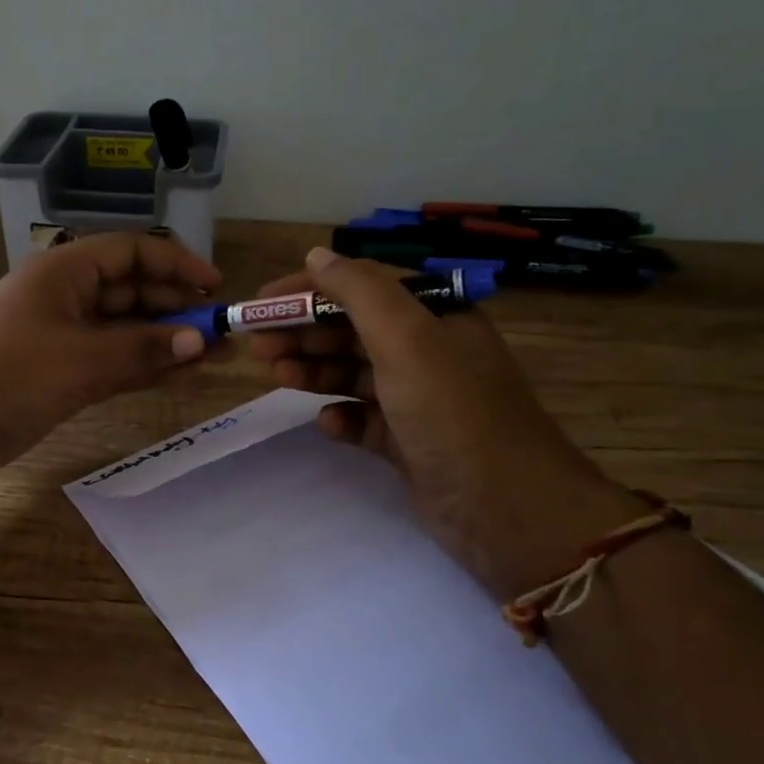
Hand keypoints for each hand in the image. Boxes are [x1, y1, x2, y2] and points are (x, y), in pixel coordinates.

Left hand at [0, 231, 220, 486]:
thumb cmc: (5, 375)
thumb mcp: (80, 359)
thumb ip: (143, 349)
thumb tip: (201, 340)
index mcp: (64, 270)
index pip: (132, 251)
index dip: (176, 265)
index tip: (216, 288)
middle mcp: (65, 296)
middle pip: (131, 289)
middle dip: (176, 307)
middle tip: (221, 332)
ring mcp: (61, 337)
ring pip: (125, 329)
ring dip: (165, 340)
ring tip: (214, 356)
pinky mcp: (58, 373)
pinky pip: (111, 361)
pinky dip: (142, 366)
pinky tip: (178, 374)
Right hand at [249, 248, 639, 595]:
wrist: (505, 508)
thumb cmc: (452, 410)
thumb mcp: (406, 338)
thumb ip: (358, 290)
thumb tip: (317, 255)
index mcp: (436, 316)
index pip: (363, 287)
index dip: (309, 290)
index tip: (261, 302)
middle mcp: (428, 352)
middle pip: (353, 330)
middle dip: (304, 332)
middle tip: (258, 346)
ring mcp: (419, 400)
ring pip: (354, 374)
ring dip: (314, 371)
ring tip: (276, 376)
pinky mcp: (409, 443)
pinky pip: (364, 420)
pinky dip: (341, 417)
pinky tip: (326, 423)